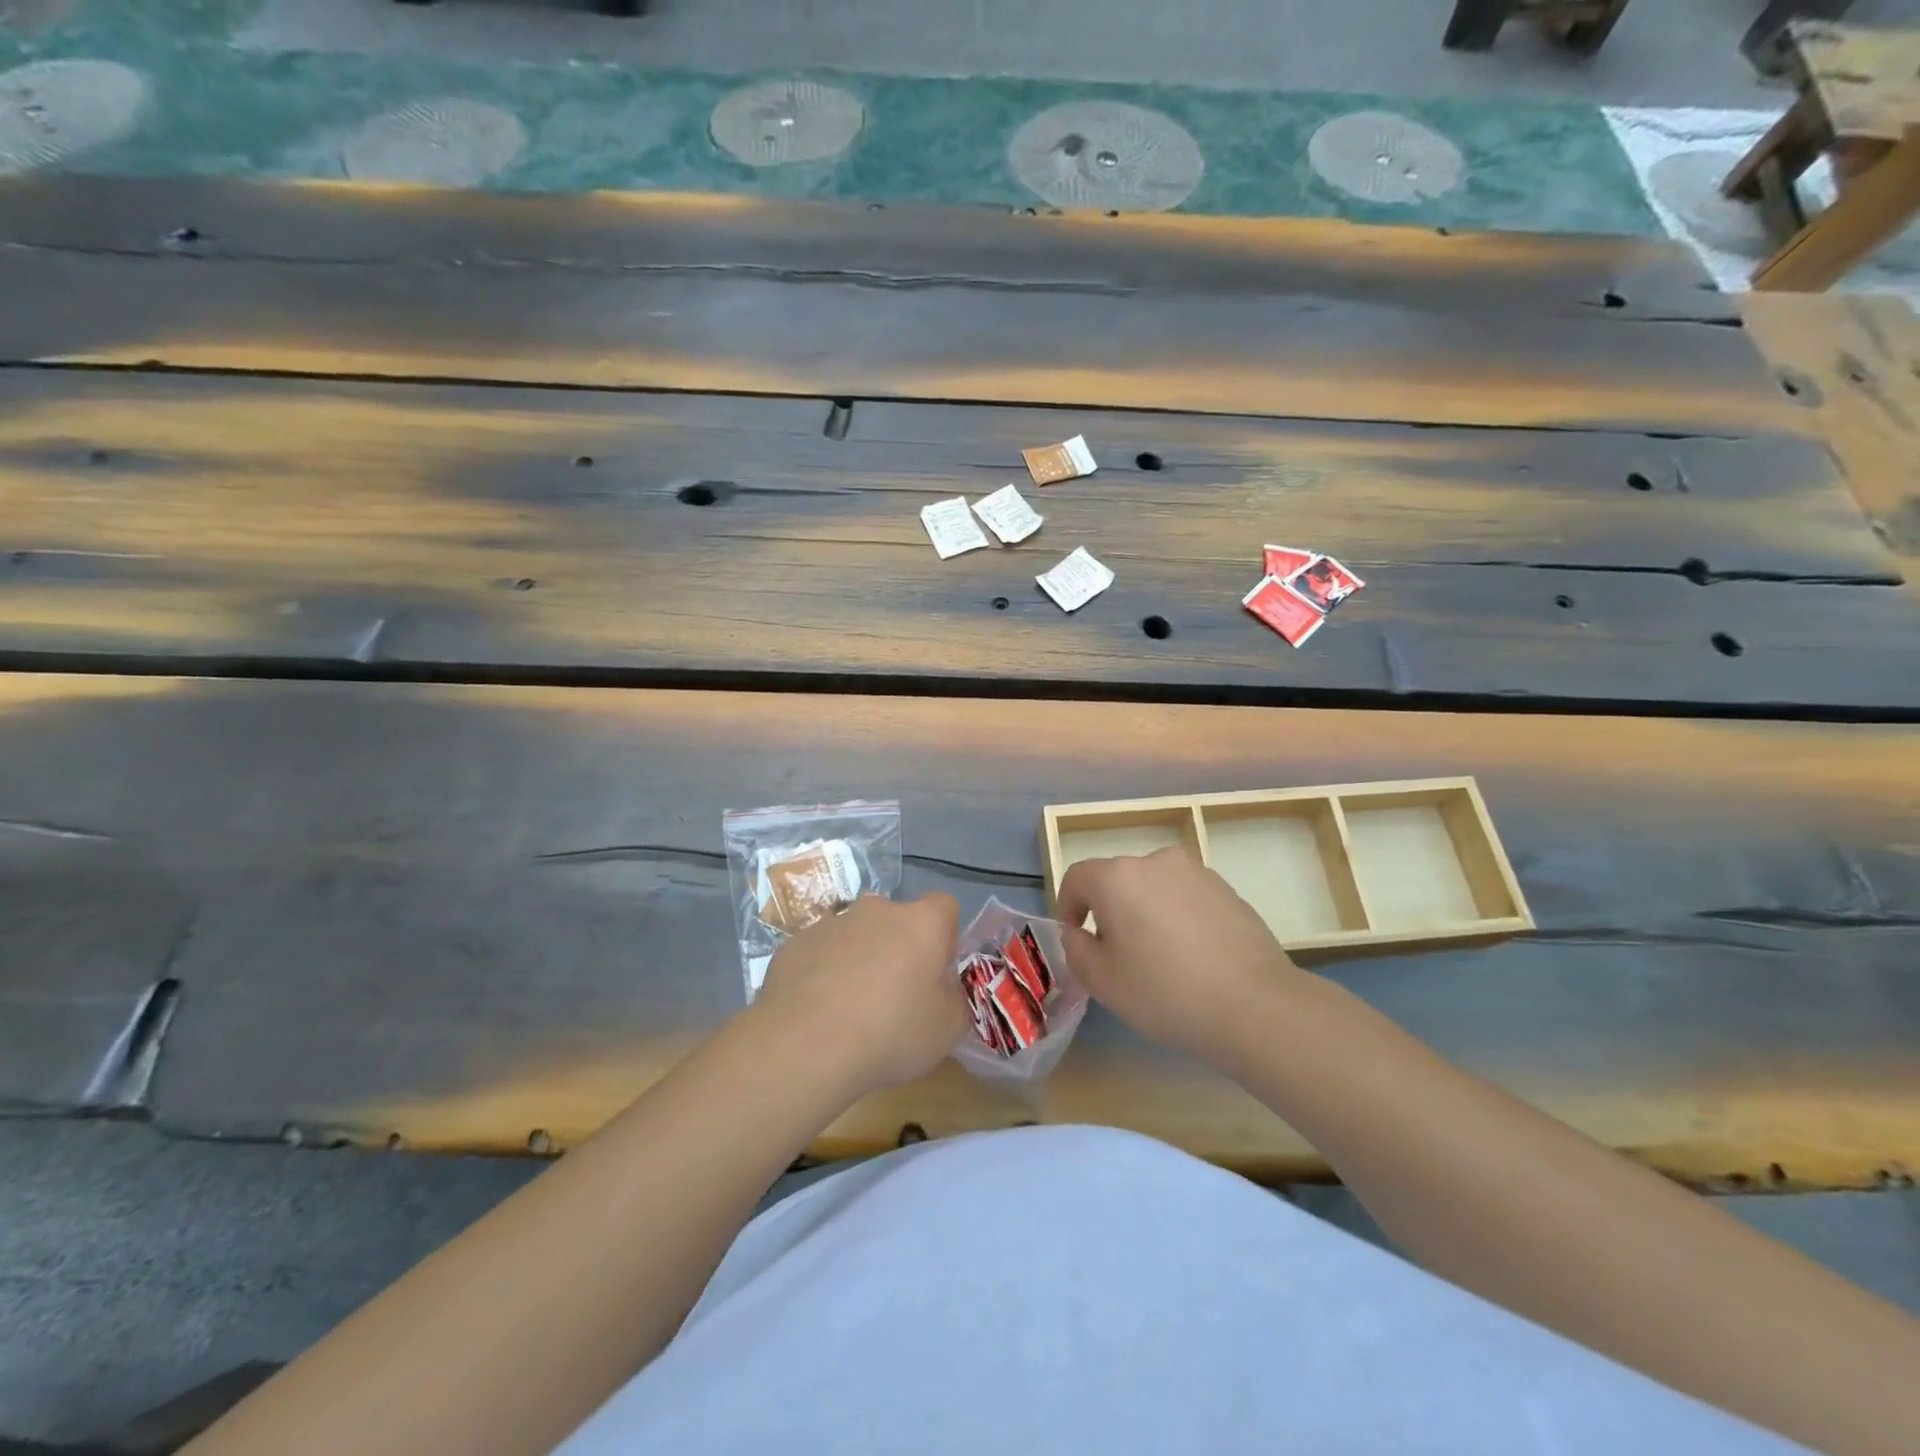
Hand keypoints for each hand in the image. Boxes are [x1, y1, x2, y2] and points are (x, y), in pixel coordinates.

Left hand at [751, 892, 967, 1096]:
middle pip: (896, 920)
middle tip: (894, 994)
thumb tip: (945, 988)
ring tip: (850, 1008)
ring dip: (858, 958)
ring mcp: (832, 922)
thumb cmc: (891, 1033)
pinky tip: (816, 1012)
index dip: (944, 937)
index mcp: (922, 922)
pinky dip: (822, 972)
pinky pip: (819, 952)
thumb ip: (954, 999)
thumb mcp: (947, 1029)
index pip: (944, 907)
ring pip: (855, 934)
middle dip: (898, 947)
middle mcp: (877, 910)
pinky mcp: (794, 943)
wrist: (805, 1046)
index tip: (937, 971)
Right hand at [1055, 846, 1307, 1068]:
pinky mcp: (1227, 890)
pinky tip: (1192, 958)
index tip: (1076, 939)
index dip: (1067, 906)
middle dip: (1108, 911)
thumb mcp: (1103, 981)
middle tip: (1116, 956)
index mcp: (1118, 877)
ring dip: (1145, 913)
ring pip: (1153, 887)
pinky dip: (1177, 917)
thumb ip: (1076, 949)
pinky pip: (1186, 897)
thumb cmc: (1165, 992)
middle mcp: (1155, 861)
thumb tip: (1079, 933)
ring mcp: (1196, 873)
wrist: (1255, 1005)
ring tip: (1158, 958)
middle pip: (1117, 880)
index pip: (1077, 878)